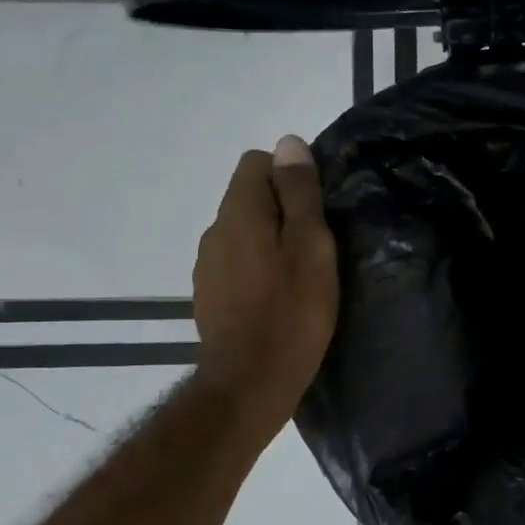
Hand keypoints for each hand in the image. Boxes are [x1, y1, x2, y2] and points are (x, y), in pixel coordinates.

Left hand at [193, 135, 337, 432]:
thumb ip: (299, 193)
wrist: (250, 382)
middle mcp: (214, 231)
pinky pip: (237, 263)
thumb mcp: (310, 247)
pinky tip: (277, 298)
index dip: (290, 175)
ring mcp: (207, 266)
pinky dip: (257, 268)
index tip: (317, 209)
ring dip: (270, 240)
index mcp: (238, 212)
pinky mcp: (209, 295)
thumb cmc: (291, 312)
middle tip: (317, 246)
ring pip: (243, 232)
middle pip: (249, 197)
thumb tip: (288, 143)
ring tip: (300, 274)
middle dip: (283, 209)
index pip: (256, 162)